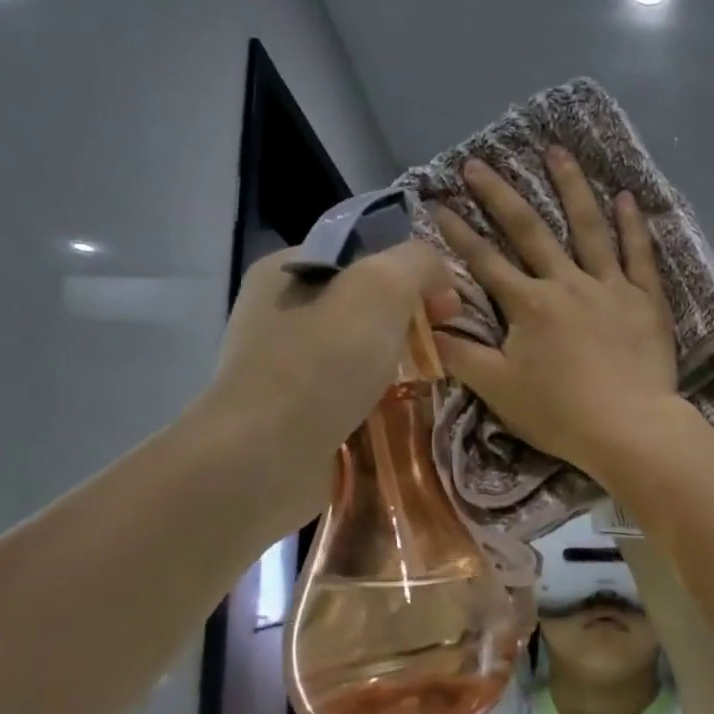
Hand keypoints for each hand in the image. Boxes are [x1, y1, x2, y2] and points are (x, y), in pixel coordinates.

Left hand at [199, 242, 457, 526]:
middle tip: (443, 348)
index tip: (448, 306)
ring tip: (432, 384)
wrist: (264, 459)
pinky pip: (351, 398)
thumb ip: (417, 264)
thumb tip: (440, 276)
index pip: (362, 255)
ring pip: (360, 356)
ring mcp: (285, 369)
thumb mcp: (380, 288)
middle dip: (409, 325)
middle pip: (363, 308)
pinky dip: (379, 405)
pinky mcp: (295, 416)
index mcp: (286, 271)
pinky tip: (404, 416)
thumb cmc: (321, 363)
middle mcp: (279, 315)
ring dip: (397, 369)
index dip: (411, 273)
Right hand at [431, 147, 678, 474]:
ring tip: (557, 151)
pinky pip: (638, 255)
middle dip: (500, 195)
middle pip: (530, 231)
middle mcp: (566, 283)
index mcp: (528, 305)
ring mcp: (609, 287)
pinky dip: (632, 225)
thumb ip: (461, 356)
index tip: (436, 201)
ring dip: (570, 187)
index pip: (484, 262)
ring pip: (588, 227)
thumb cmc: (560, 414)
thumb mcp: (499, 390)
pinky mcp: (645, 300)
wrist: (629, 428)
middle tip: (478, 162)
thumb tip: (426, 327)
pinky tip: (625, 197)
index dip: (457, 233)